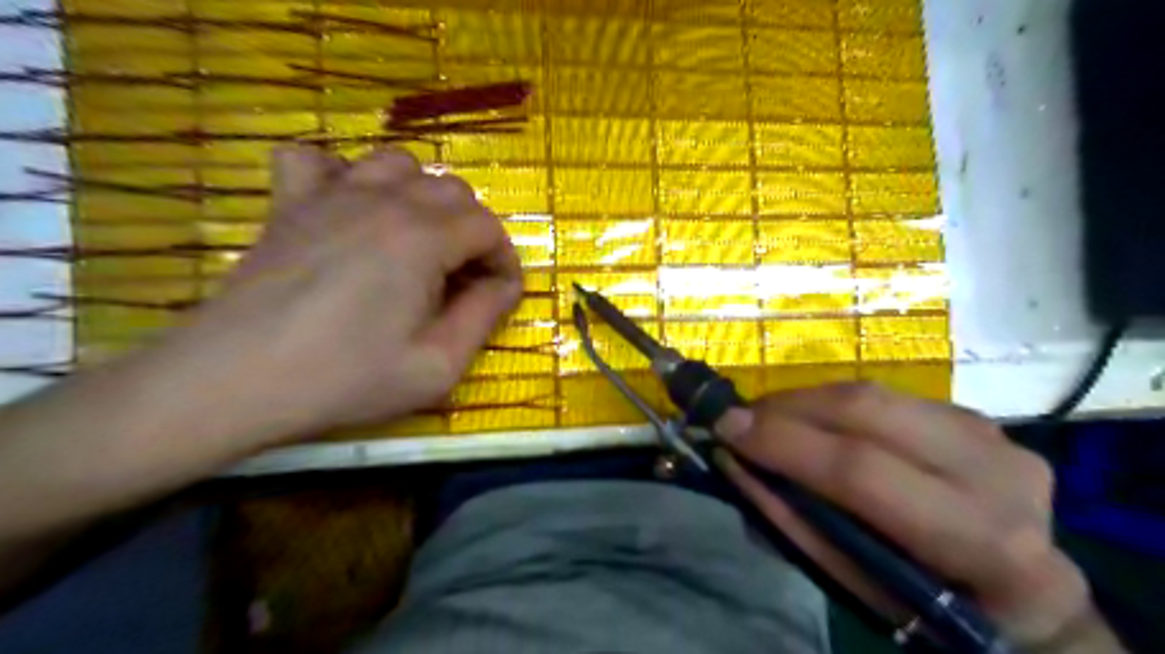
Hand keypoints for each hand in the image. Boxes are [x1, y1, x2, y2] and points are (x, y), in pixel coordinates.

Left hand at [152, 145, 522, 445]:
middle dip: (472, 230)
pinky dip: (343, 174)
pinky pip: (317, 160)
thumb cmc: (347, 378)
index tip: (499, 294)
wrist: (235, 381)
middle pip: (452, 190)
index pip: (488, 227)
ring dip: (422, 196)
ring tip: (417, 240)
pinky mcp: (289, 203)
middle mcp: (383, 201)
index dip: (503, 259)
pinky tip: (348, 209)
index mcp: (423, 238)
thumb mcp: (438, 364)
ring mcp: (331, 195)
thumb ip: (484, 316)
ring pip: (398, 165)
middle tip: (462, 277)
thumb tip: (505, 285)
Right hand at [715, 382, 1122, 653]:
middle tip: (741, 419)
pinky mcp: (974, 415)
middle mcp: (997, 472)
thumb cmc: (932, 606)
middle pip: (868, 410)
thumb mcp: (860, 587)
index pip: (861, 470)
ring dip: (806, 401)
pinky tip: (813, 422)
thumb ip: (795, 522)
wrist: (1024, 593)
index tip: (726, 429)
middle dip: (788, 408)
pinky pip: (886, 396)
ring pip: (874, 393)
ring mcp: (993, 434)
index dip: (785, 443)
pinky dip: (835, 405)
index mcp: (980, 539)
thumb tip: (735, 464)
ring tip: (768, 420)